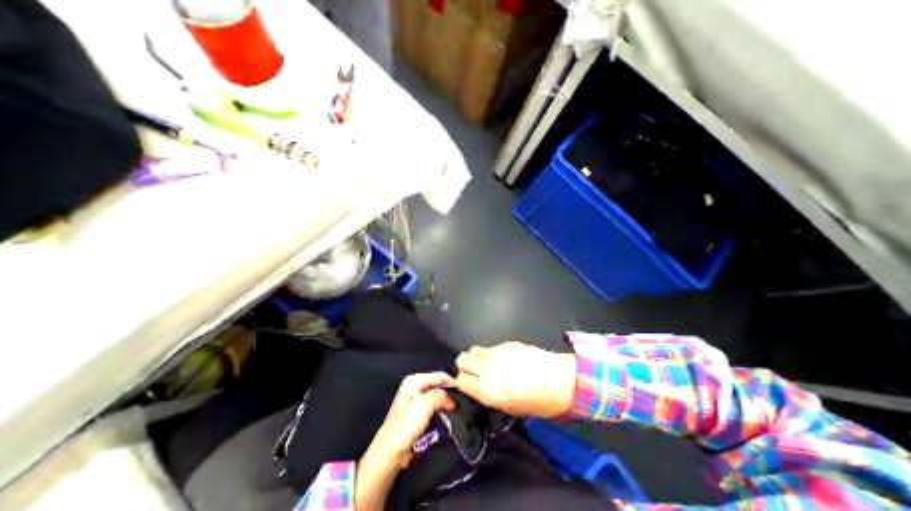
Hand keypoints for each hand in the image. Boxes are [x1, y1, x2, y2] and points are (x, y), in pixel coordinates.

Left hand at [365, 370, 458, 467]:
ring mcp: (416, 401)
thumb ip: (441, 395)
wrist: (391, 453)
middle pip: (439, 385)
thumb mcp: (425, 404)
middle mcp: (415, 387)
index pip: (440, 375)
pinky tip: (449, 417)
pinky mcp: (418, 414)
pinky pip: (435, 409)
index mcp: (414, 380)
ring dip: (447, 404)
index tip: (467, 391)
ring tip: (460, 410)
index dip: (453, 382)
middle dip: (450, 393)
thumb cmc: (406, 425)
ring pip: (438, 398)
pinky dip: (442, 412)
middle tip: (464, 402)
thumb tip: (451, 398)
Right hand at [456, 342, 574, 417]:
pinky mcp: (505, 343)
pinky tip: (501, 359)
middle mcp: (488, 370)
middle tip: (473, 372)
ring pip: (473, 350)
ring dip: (475, 357)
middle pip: (462, 360)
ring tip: (486, 364)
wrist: (560, 380)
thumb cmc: (538, 402)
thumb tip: (476, 386)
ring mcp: (496, 354)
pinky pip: (489, 347)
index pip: (460, 380)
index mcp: (488, 391)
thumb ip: (488, 396)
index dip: (459, 381)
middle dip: (464, 366)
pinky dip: (489, 353)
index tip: (463, 382)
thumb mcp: (510, 408)